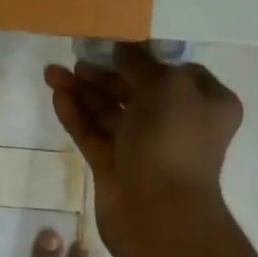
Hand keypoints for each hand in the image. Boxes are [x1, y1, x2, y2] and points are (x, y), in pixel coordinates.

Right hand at [45, 44, 241, 228]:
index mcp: (205, 103)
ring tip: (52, 73)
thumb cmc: (172, 140)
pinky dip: (76, 115)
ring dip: (83, 91)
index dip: (144, 57)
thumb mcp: (165, 85)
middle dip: (104, 74)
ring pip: (109, 112)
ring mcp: (143, 147)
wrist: (157, 211)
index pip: (174, 72)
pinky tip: (57, 95)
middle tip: (75, 59)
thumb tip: (123, 47)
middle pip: (136, 90)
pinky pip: (93, 133)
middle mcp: (177, 124)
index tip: (114, 45)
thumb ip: (140, 62)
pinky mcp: (114, 166)